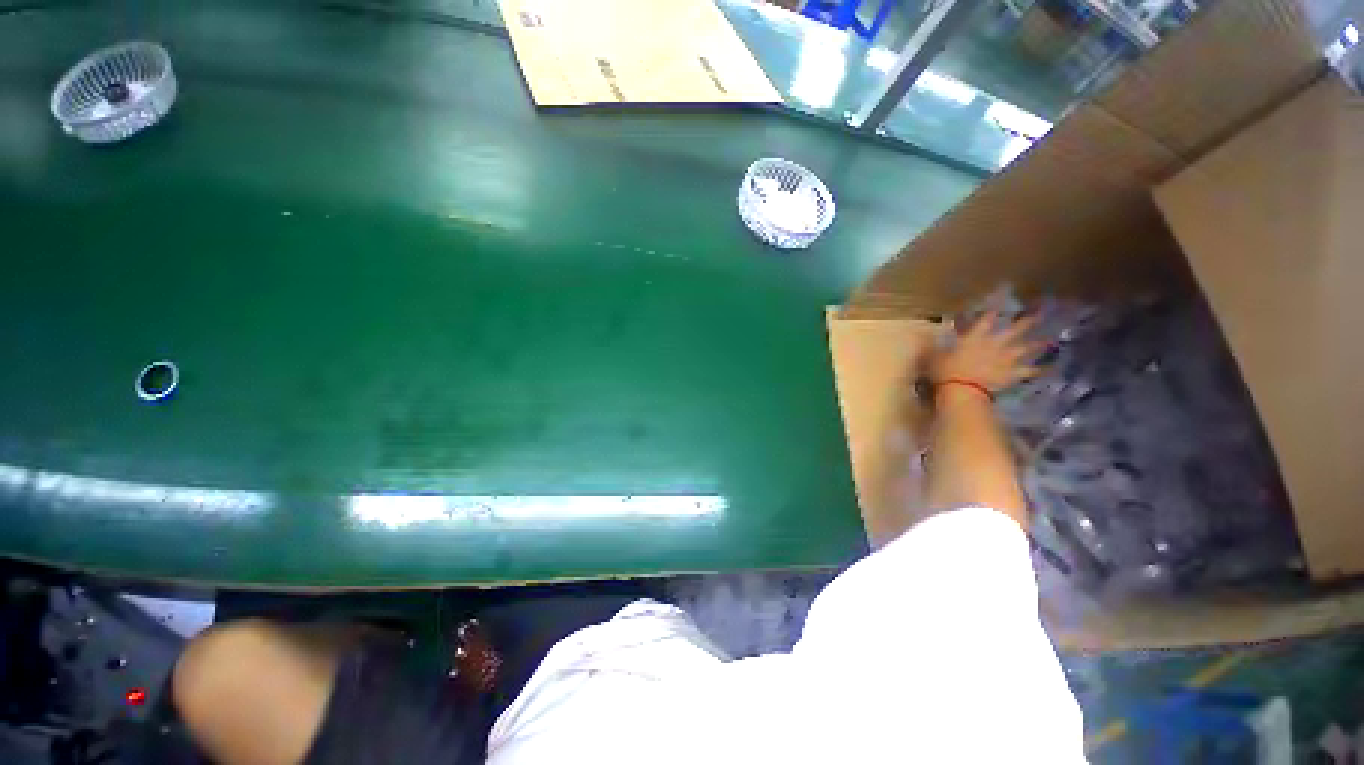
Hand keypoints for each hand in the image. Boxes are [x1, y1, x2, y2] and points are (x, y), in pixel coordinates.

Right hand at [928, 312, 1042, 393]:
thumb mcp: (935, 354)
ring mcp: (1007, 359)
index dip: (997, 303)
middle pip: (1017, 329)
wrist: (961, 390)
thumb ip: (939, 345)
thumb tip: (933, 337)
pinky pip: (1030, 371)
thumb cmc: (945, 370)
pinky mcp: (1013, 374)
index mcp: (976, 336)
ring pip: (1028, 348)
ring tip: (1051, 338)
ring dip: (1039, 343)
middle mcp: (996, 343)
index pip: (989, 316)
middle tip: (1043, 310)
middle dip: (1029, 320)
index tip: (1006, 290)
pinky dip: (1041, 369)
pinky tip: (1050, 367)